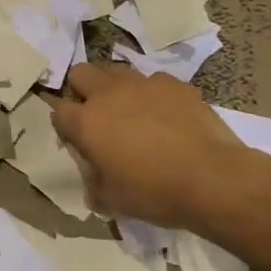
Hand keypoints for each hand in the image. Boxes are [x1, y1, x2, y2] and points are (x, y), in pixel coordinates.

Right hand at [50, 63, 270, 229]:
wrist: (213, 179)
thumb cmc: (155, 192)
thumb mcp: (112, 201)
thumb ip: (93, 184)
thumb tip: (93, 179)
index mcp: (87, 122)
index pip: (58, 111)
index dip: (64, 125)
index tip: (76, 140)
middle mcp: (108, 94)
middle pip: (80, 74)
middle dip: (82, 90)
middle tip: (97, 116)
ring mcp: (143, 83)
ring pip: (115, 70)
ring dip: (114, 86)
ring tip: (129, 110)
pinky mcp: (174, 84)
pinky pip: (153, 80)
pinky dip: (152, 94)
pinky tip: (166, 115)